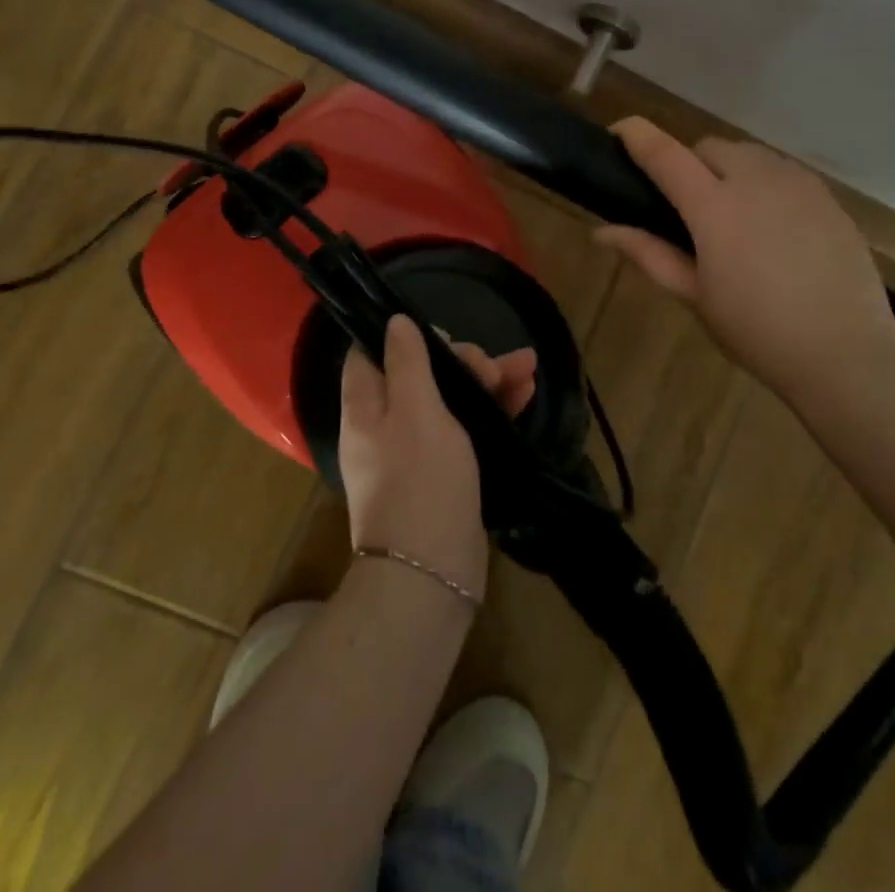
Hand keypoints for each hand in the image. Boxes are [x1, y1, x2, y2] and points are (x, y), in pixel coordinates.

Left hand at [338, 316, 536, 605]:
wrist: (432, 573)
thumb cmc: (419, 480)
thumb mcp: (414, 410)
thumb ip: (407, 362)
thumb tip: (393, 322)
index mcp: (366, 406)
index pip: (371, 353)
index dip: (404, 335)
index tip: (440, 332)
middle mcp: (386, 424)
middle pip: (421, 374)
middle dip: (461, 361)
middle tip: (491, 367)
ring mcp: (416, 451)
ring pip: (451, 400)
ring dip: (487, 381)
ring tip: (529, 367)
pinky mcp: (445, 473)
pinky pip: (467, 428)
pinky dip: (492, 409)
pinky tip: (526, 394)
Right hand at [596, 117, 894, 403]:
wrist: (845, 354)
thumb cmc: (757, 331)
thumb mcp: (695, 296)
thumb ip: (648, 254)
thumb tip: (601, 232)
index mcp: (714, 208)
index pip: (665, 154)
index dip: (637, 135)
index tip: (619, 130)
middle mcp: (756, 180)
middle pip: (709, 147)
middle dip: (690, 164)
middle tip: (688, 208)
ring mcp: (797, 184)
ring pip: (750, 154)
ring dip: (728, 169)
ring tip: (733, 215)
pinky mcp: (827, 196)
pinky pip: (784, 171)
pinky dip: (765, 183)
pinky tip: (773, 225)